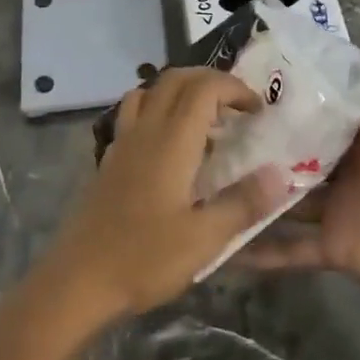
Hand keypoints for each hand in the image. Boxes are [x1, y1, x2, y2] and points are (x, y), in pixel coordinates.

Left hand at [35, 68, 278, 326]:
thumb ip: (242, 203)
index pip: (204, 88)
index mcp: (171, 142)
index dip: (234, 88)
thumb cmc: (144, 259)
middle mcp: (144, 131)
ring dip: (181, 91)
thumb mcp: (204, 239)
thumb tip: (281, 174)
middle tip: (238, 106)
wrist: (78, 280)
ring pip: (150, 91)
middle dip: (211, 81)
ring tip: (205, 120)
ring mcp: (122, 143)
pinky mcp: (109, 160)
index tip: (258, 110)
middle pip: (175, 79)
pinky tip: (170, 146)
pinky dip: (158, 110)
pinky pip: (134, 115)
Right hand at [239, 48, 359, 327]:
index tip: (253, 77)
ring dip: (254, 189)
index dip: (295, 95)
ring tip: (203, 175)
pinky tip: (223, 245)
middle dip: (264, 138)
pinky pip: (290, 249)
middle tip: (212, 123)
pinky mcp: (332, 247)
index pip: (326, 111)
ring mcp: (335, 209)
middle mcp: (345, 170)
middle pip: (298, 150)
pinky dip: (261, 252)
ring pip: (285, 195)